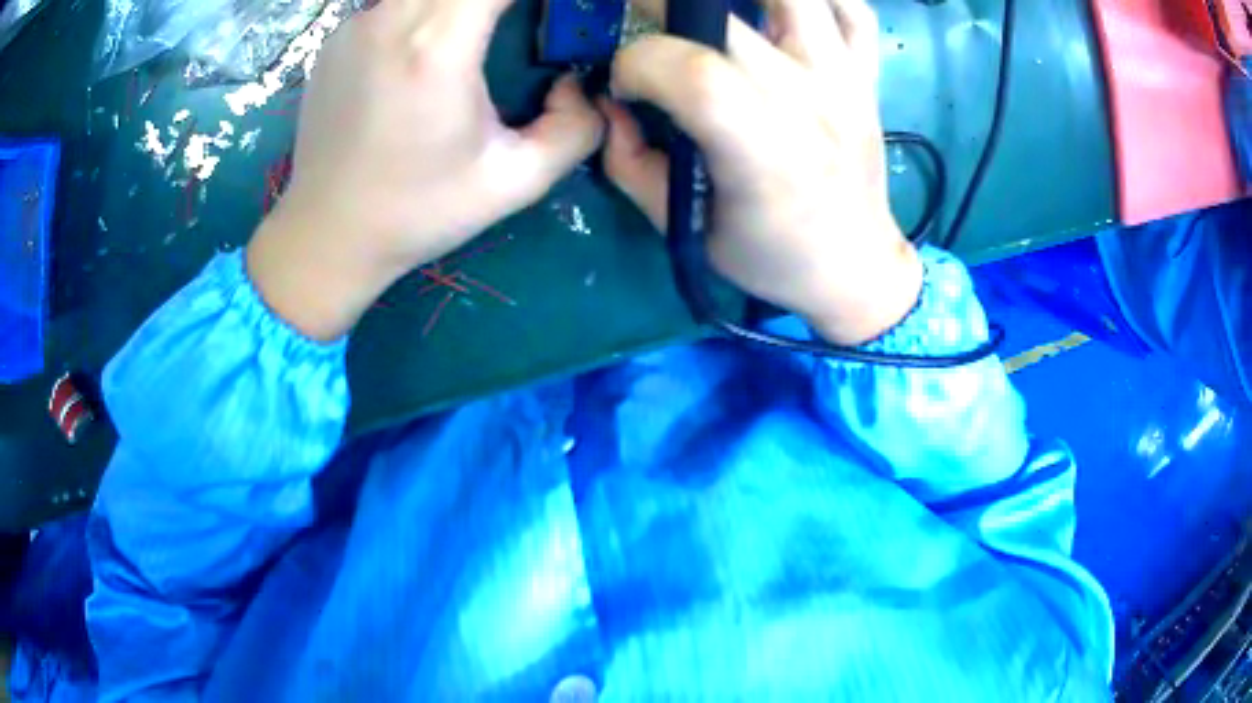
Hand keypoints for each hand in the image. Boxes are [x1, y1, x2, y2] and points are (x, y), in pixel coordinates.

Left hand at [248, 0, 602, 340]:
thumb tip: (577, 84)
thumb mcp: (514, 183)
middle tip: (518, 21)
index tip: (551, 10)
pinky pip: (396, 2)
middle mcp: (391, 20)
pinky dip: (424, 11)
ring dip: (459, 4)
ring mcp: (357, 25)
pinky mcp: (337, 38)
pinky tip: (423, 53)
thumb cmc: (416, 213)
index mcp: (437, 48)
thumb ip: (574, 129)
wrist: (326, 235)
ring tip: (476, 36)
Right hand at [601, 0, 921, 344]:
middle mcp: (811, 102)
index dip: (638, 63)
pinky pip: (852, 10)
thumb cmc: (770, 255)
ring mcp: (846, 80)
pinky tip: (781, 11)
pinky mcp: (867, 75)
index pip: (693, 72)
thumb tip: (607, 103)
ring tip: (713, 10)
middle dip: (666, 7)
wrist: (855, 264)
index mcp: (765, 154)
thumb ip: (630, 162)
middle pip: (730, 15)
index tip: (625, 84)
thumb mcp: (685, 227)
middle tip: (650, 23)